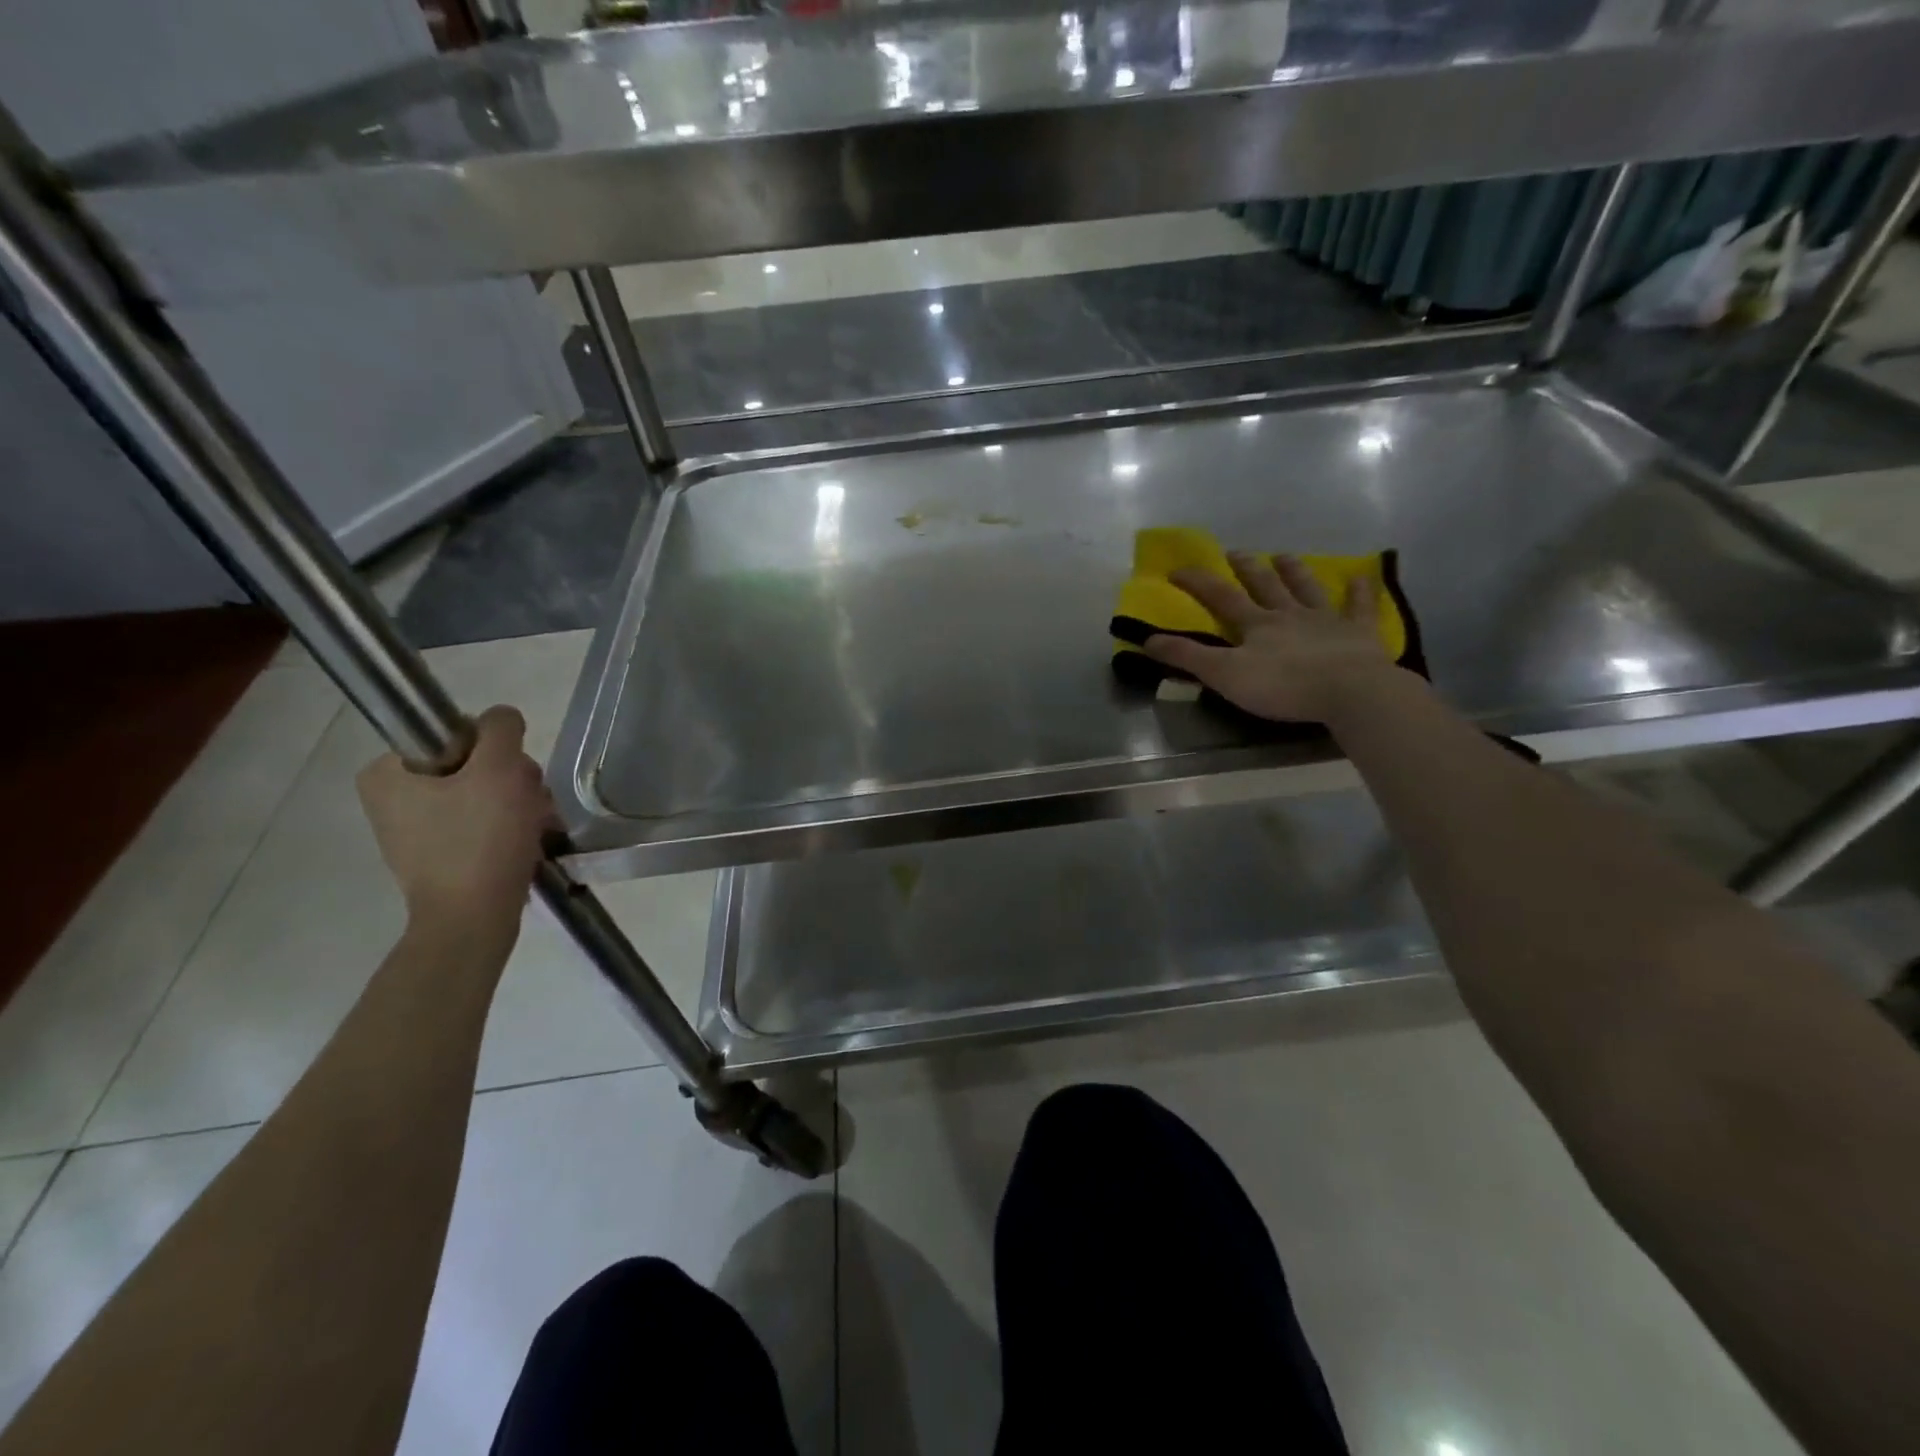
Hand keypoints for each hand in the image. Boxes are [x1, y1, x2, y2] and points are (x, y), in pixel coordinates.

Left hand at [356, 705, 556, 934]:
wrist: (472, 920)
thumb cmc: (480, 840)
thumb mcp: (499, 769)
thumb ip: (501, 729)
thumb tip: (501, 719)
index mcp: (386, 771)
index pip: (457, 733)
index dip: (497, 751)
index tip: (513, 778)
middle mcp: (391, 797)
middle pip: (474, 764)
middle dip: (514, 782)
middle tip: (531, 806)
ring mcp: (413, 828)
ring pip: (483, 793)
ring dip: (519, 804)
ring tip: (536, 828)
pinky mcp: (437, 854)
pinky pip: (480, 823)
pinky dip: (508, 828)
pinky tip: (526, 843)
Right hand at [1144, 552, 1403, 723]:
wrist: (1349, 690)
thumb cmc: (1283, 686)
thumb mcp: (1225, 675)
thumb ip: (1188, 657)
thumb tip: (1147, 640)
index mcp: (1256, 625)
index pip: (1221, 597)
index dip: (1197, 583)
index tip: (1176, 570)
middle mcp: (1289, 614)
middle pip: (1265, 585)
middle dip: (1246, 568)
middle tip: (1235, 552)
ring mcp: (1327, 620)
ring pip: (1307, 589)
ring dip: (1294, 571)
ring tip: (1285, 556)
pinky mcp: (1360, 633)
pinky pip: (1360, 607)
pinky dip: (1361, 592)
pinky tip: (1365, 577)